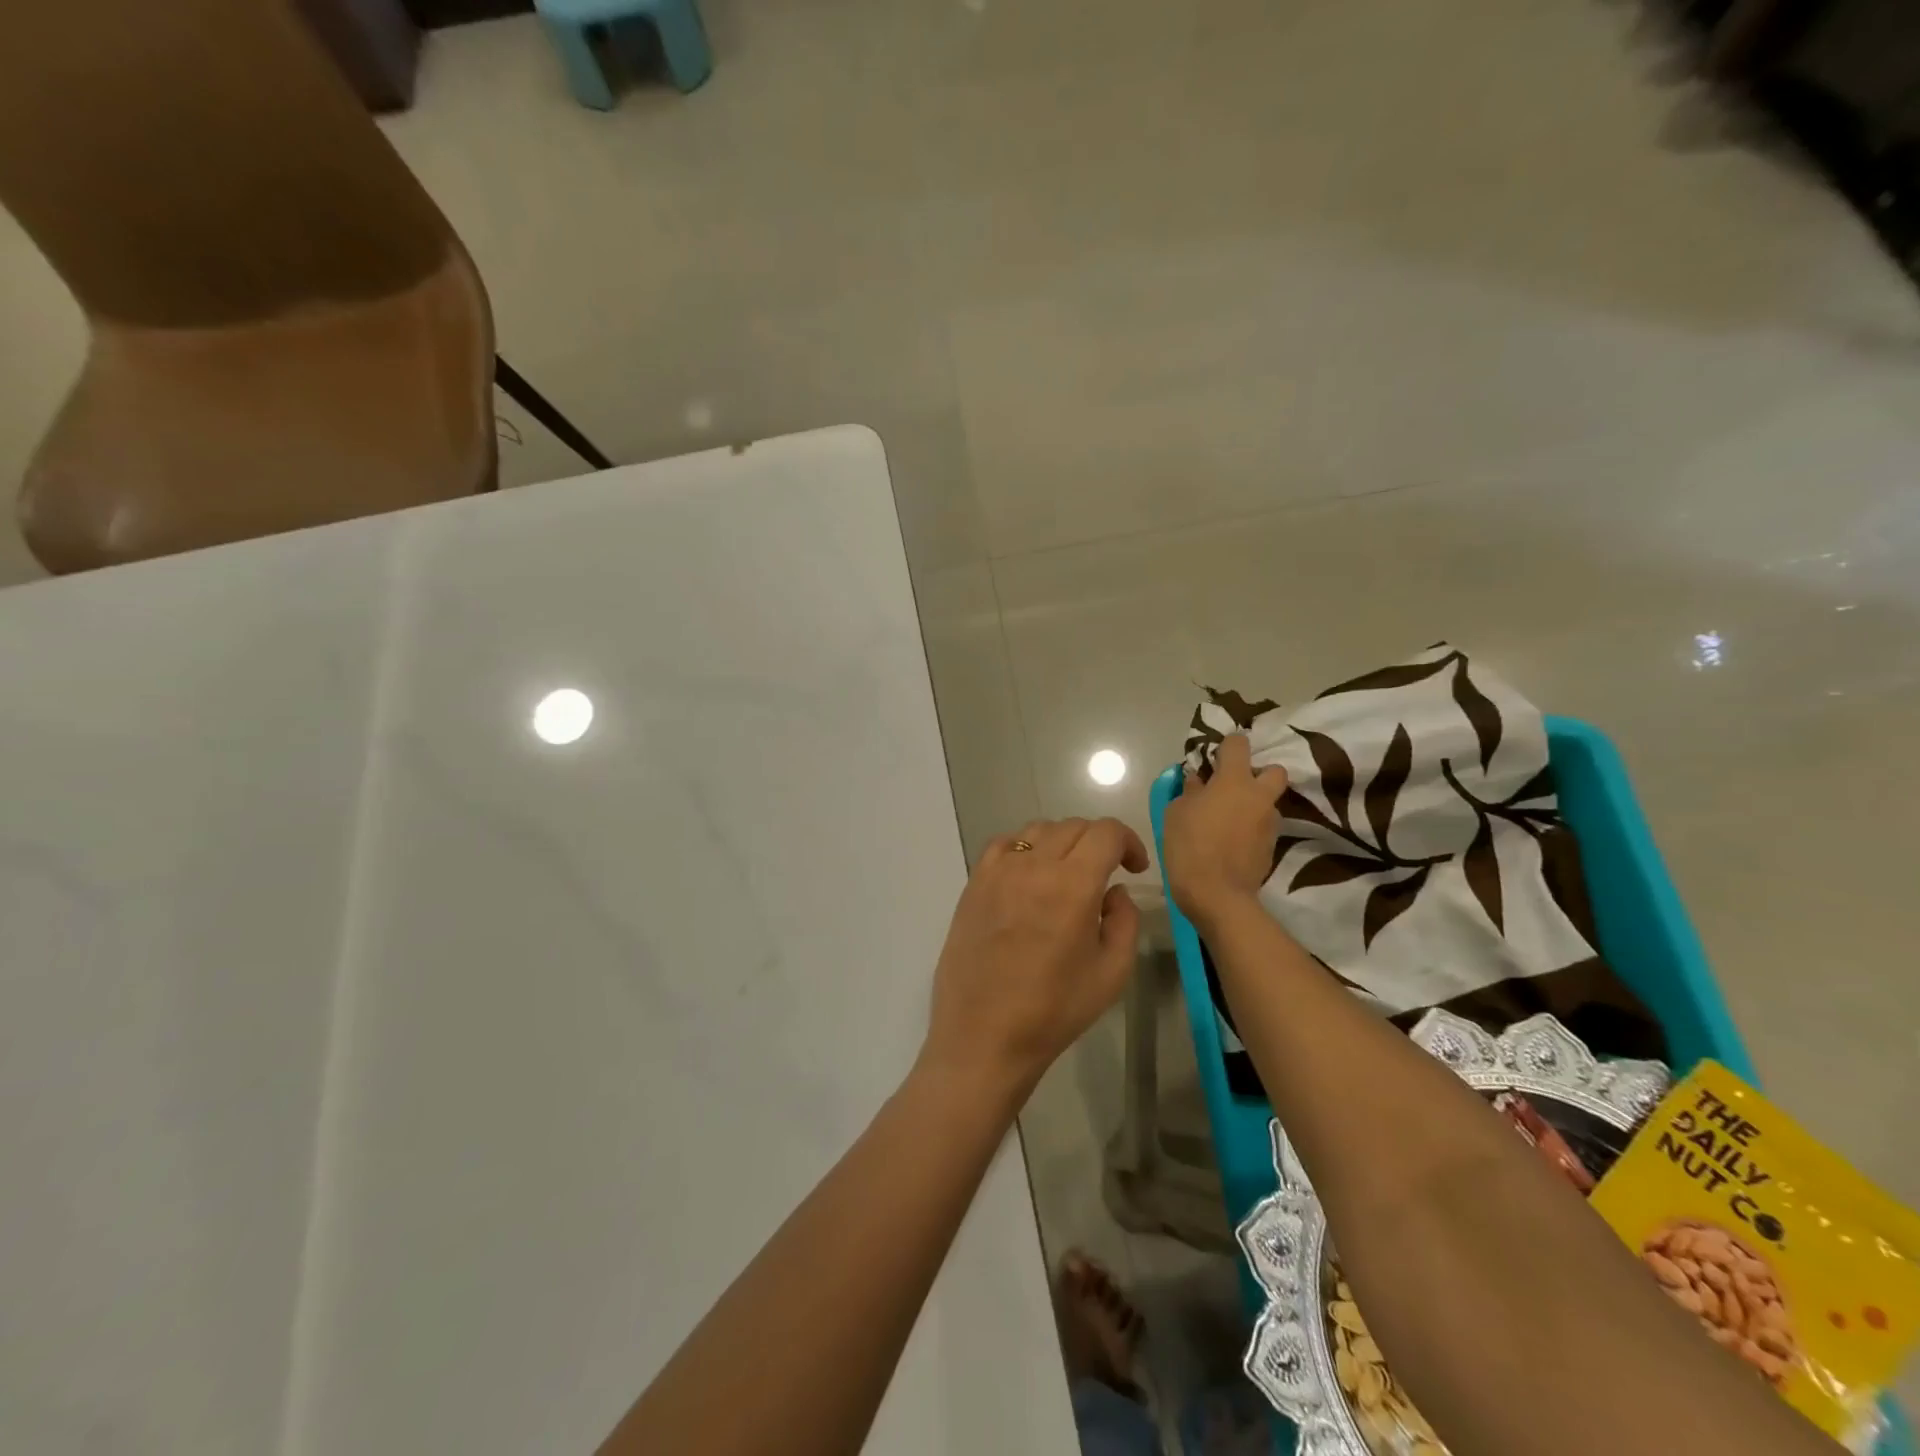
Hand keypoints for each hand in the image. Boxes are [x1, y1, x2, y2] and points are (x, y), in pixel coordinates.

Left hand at [920, 817, 1149, 1101]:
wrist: (984, 1035)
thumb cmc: (1054, 1010)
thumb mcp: (1112, 973)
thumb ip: (1125, 920)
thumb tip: (1115, 891)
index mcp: (1072, 885)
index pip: (1105, 832)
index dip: (1128, 841)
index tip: (1135, 867)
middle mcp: (1033, 866)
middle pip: (1073, 826)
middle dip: (1098, 843)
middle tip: (1107, 873)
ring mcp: (998, 871)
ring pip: (1038, 830)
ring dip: (1062, 842)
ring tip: (1068, 874)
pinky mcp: (974, 883)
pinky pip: (1004, 845)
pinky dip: (1025, 848)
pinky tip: (1029, 876)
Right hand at [1163, 733, 1287, 928]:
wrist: (1217, 895)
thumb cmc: (1190, 845)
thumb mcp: (1176, 812)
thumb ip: (1190, 791)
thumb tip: (1198, 781)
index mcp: (1234, 780)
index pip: (1238, 743)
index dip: (1226, 747)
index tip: (1212, 760)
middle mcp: (1259, 796)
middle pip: (1273, 770)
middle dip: (1257, 773)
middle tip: (1233, 787)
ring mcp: (1270, 822)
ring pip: (1269, 801)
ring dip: (1254, 804)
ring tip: (1229, 820)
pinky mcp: (1273, 846)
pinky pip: (1264, 826)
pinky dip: (1252, 828)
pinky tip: (1232, 842)